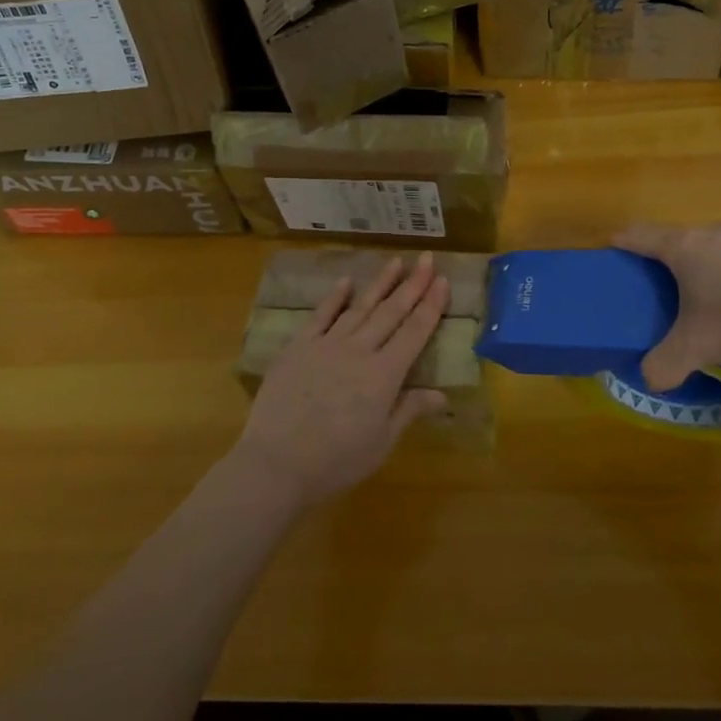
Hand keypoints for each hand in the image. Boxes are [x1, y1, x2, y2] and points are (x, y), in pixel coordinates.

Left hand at [232, 253, 450, 507]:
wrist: (277, 461)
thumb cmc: (336, 461)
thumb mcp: (381, 443)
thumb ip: (409, 410)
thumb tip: (442, 394)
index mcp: (384, 375)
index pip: (414, 332)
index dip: (430, 305)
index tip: (441, 280)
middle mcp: (359, 351)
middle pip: (391, 312)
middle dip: (412, 285)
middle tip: (426, 259)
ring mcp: (327, 344)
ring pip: (360, 307)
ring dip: (379, 284)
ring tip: (396, 262)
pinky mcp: (298, 346)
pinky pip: (321, 315)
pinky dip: (334, 297)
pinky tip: (346, 282)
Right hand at [614, 223, 720, 389]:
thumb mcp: (699, 347)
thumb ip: (667, 363)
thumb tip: (649, 380)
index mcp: (685, 248)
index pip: (641, 235)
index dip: (625, 241)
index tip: (615, 247)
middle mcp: (718, 231)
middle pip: (686, 239)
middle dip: (677, 261)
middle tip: (675, 289)